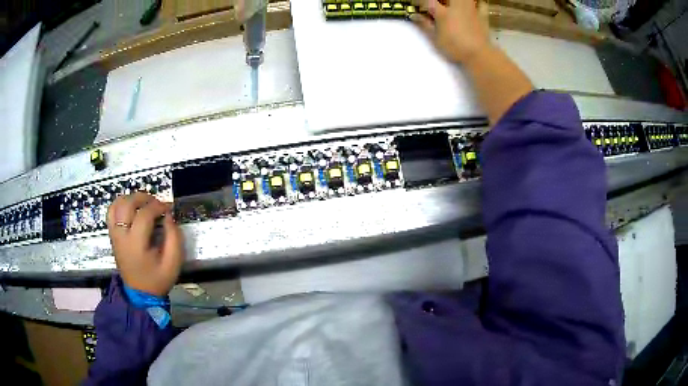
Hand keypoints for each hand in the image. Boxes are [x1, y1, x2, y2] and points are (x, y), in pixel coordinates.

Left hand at [106, 192, 183, 296]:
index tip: (169, 208)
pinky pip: (111, 212)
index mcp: (136, 245)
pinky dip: (120, 204)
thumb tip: (169, 216)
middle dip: (143, 197)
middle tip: (156, 202)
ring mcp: (115, 235)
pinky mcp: (113, 236)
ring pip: (116, 205)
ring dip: (131, 198)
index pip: (144, 215)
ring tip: (143, 203)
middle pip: (127, 204)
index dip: (158, 206)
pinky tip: (130, 207)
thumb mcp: (173, 263)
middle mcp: (121, 236)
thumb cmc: (158, 279)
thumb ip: (174, 238)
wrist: (140, 294)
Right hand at [411, 0, 490, 64]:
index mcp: (442, 12)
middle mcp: (456, 6)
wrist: (479, 55)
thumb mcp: (435, 38)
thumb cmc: (455, 47)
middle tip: (437, 5)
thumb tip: (414, 15)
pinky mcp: (482, 16)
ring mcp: (471, 10)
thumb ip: (424, 25)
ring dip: (458, 1)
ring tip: (454, 6)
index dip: (420, 2)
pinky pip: (481, 4)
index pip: (427, 1)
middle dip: (440, 0)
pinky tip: (474, 6)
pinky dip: (478, 3)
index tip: (415, 5)